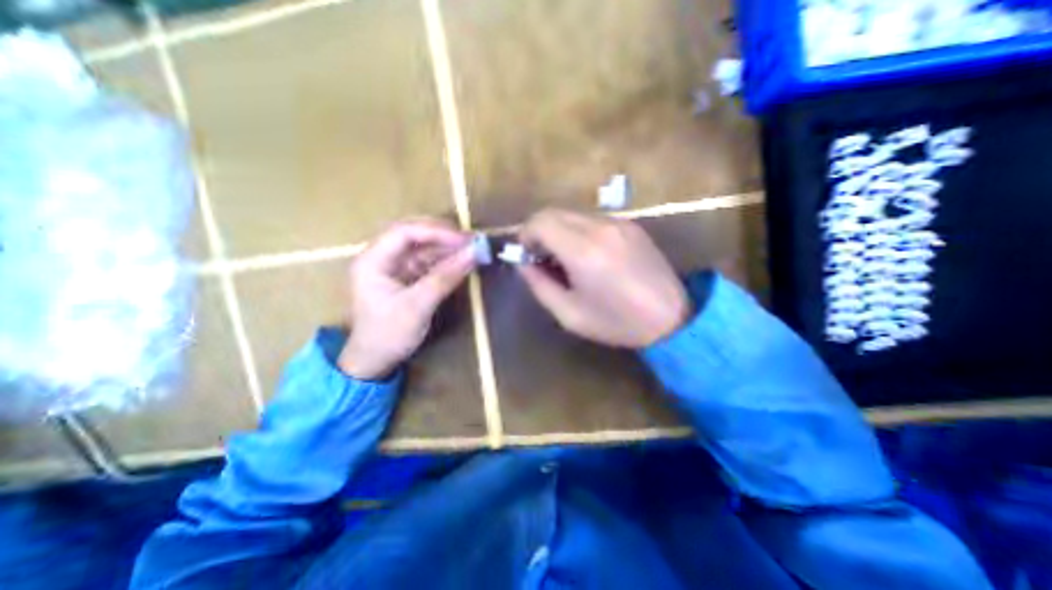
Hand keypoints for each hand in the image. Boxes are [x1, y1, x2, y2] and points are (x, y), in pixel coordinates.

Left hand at [339, 220, 474, 379]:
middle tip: (470, 240)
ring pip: (423, 247)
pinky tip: (462, 261)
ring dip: (447, 247)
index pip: (404, 232)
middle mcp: (381, 257)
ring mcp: (394, 267)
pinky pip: (428, 261)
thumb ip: (445, 277)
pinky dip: (445, 260)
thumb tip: (474, 253)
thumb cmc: (389, 335)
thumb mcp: (418, 306)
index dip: (436, 232)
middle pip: (413, 234)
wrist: (375, 362)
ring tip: (472, 249)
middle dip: (443, 235)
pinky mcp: (406, 277)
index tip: (464, 240)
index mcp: (372, 261)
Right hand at [518, 206, 690, 348]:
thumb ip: (539, 285)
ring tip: (564, 258)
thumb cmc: (616, 323)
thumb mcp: (569, 315)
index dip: (525, 235)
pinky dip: (578, 230)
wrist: (671, 318)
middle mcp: (599, 228)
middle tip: (542, 257)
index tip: (527, 255)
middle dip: (539, 231)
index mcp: (583, 251)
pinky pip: (592, 219)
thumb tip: (523, 264)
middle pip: (554, 212)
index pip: (540, 222)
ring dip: (559, 230)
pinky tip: (587, 254)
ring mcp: (618, 223)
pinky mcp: (630, 225)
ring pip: (572, 213)